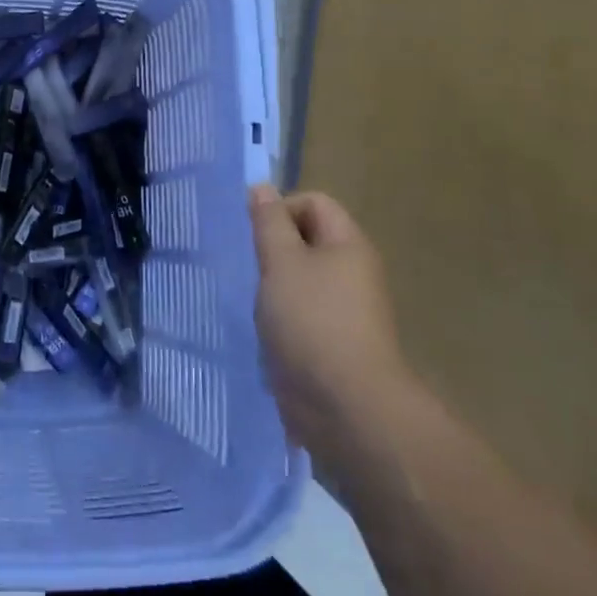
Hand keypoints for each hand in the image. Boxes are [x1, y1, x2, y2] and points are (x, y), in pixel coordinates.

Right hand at [250, 184, 412, 466]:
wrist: (346, 407)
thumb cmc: (312, 321)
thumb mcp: (282, 261)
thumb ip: (268, 222)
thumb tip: (261, 188)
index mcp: (348, 245)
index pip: (314, 202)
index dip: (280, 208)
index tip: (252, 233)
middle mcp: (352, 272)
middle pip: (306, 240)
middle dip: (271, 248)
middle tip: (245, 264)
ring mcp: (344, 311)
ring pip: (299, 279)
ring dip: (271, 284)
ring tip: (249, 298)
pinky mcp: (330, 343)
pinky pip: (299, 314)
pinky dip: (278, 316)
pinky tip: (260, 329)